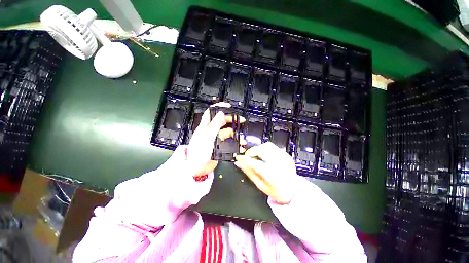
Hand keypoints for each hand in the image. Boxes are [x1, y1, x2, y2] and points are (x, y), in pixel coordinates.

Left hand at [187, 102, 244, 175]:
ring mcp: (216, 139)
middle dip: (232, 120)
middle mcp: (211, 131)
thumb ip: (214, 124)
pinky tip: (240, 146)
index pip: (211, 112)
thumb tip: (221, 113)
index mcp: (205, 126)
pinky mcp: (219, 147)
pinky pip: (228, 143)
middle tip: (242, 120)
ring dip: (235, 134)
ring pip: (227, 133)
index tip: (229, 106)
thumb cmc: (199, 151)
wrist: (197, 168)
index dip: (219, 107)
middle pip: (222, 121)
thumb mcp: (207, 136)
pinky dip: (235, 144)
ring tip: (242, 139)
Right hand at [234, 142, 295, 204]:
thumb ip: (249, 173)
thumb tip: (239, 164)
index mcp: (272, 176)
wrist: (294, 190)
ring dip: (258, 149)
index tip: (238, 157)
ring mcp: (284, 158)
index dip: (244, 159)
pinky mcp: (286, 154)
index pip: (254, 163)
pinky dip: (265, 149)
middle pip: (261, 150)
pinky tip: (264, 156)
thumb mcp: (260, 185)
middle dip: (251, 152)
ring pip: (267, 145)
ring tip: (256, 156)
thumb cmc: (276, 190)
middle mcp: (279, 164)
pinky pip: (273, 146)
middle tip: (248, 157)